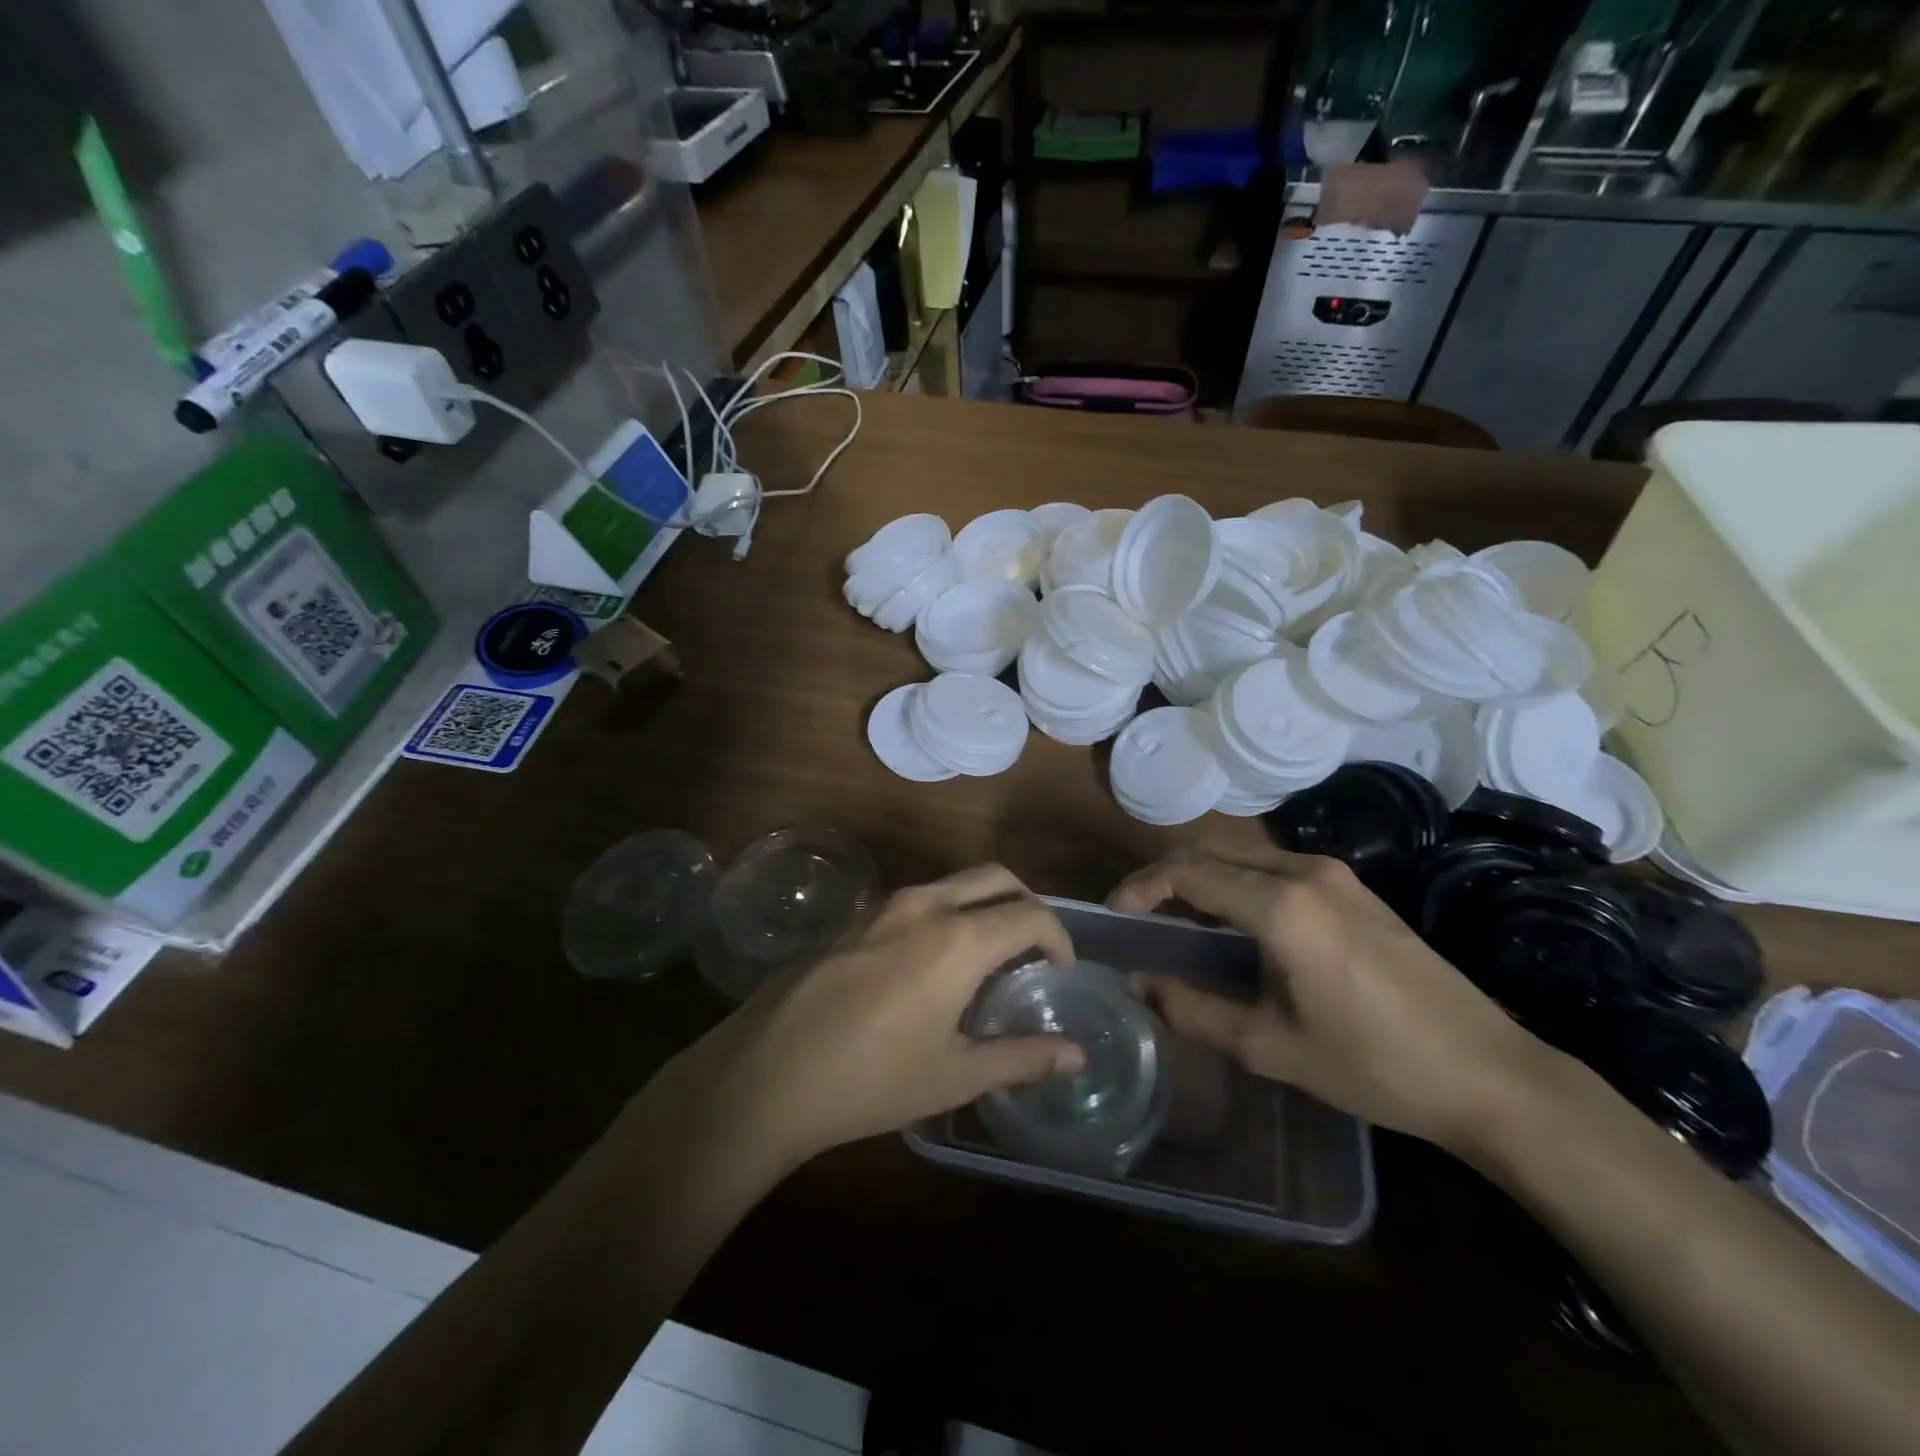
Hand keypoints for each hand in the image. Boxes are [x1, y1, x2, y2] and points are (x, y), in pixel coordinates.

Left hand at [666, 865, 1086, 1167]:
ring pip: (953, 883)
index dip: (1059, 938)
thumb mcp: (954, 1075)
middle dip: (1026, 904)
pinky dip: (946, 914)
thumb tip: (1076, 1055)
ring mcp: (884, 906)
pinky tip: (932, 965)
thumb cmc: (871, 1080)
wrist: (766, 1074)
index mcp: (959, 938)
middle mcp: (925, 905)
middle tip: (1034, 951)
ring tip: (988, 958)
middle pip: (995, 878)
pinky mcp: (854, 919)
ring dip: (983, 905)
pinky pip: (917, 900)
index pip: (1030, 915)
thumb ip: (1021, 1058)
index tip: (1062, 970)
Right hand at [1109, 845, 1548, 1150]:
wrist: (1490, 1074)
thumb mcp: (1271, 1047)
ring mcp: (1335, 876)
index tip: (1115, 915)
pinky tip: (1235, 923)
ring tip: (1178, 921)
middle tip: (1139, 915)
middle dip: (1165, 876)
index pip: (1187, 873)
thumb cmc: (1374, 1065)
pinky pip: (1275, 868)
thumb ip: (1194, 1010)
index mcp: (1280, 906)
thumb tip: (1138, 983)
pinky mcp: (1355, 890)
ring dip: (1202, 876)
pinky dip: (1237, 882)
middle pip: (1211, 852)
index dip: (1141, 888)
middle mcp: (1304, 873)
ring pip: (1243, 855)